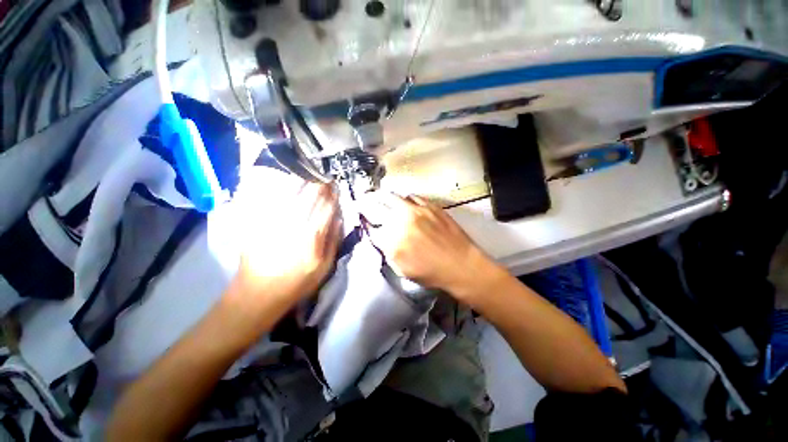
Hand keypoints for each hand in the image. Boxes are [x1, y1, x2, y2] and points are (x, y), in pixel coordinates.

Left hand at [226, 174, 341, 317]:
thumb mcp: (324, 267)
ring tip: (307, 173)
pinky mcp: (259, 224)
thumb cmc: (297, 282)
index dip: (331, 195)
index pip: (325, 209)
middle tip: (323, 175)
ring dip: (300, 182)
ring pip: (290, 196)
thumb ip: (333, 241)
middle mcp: (294, 226)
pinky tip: (285, 182)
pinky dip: (279, 190)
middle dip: (317, 184)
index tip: (335, 184)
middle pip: (308, 198)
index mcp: (312, 238)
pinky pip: (271, 201)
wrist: (259, 293)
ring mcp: (275, 223)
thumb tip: (338, 219)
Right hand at [366, 194, 506, 301]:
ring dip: (383, 197)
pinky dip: (404, 198)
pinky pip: (412, 196)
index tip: (366, 223)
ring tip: (378, 195)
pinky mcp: (430, 205)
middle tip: (363, 200)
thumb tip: (380, 237)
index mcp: (392, 240)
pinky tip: (403, 201)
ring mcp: (416, 210)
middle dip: (367, 203)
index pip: (372, 229)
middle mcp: (401, 221)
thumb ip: (387, 251)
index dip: (367, 226)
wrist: (461, 264)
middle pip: (377, 207)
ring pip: (392, 197)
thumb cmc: (431, 273)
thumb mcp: (402, 269)